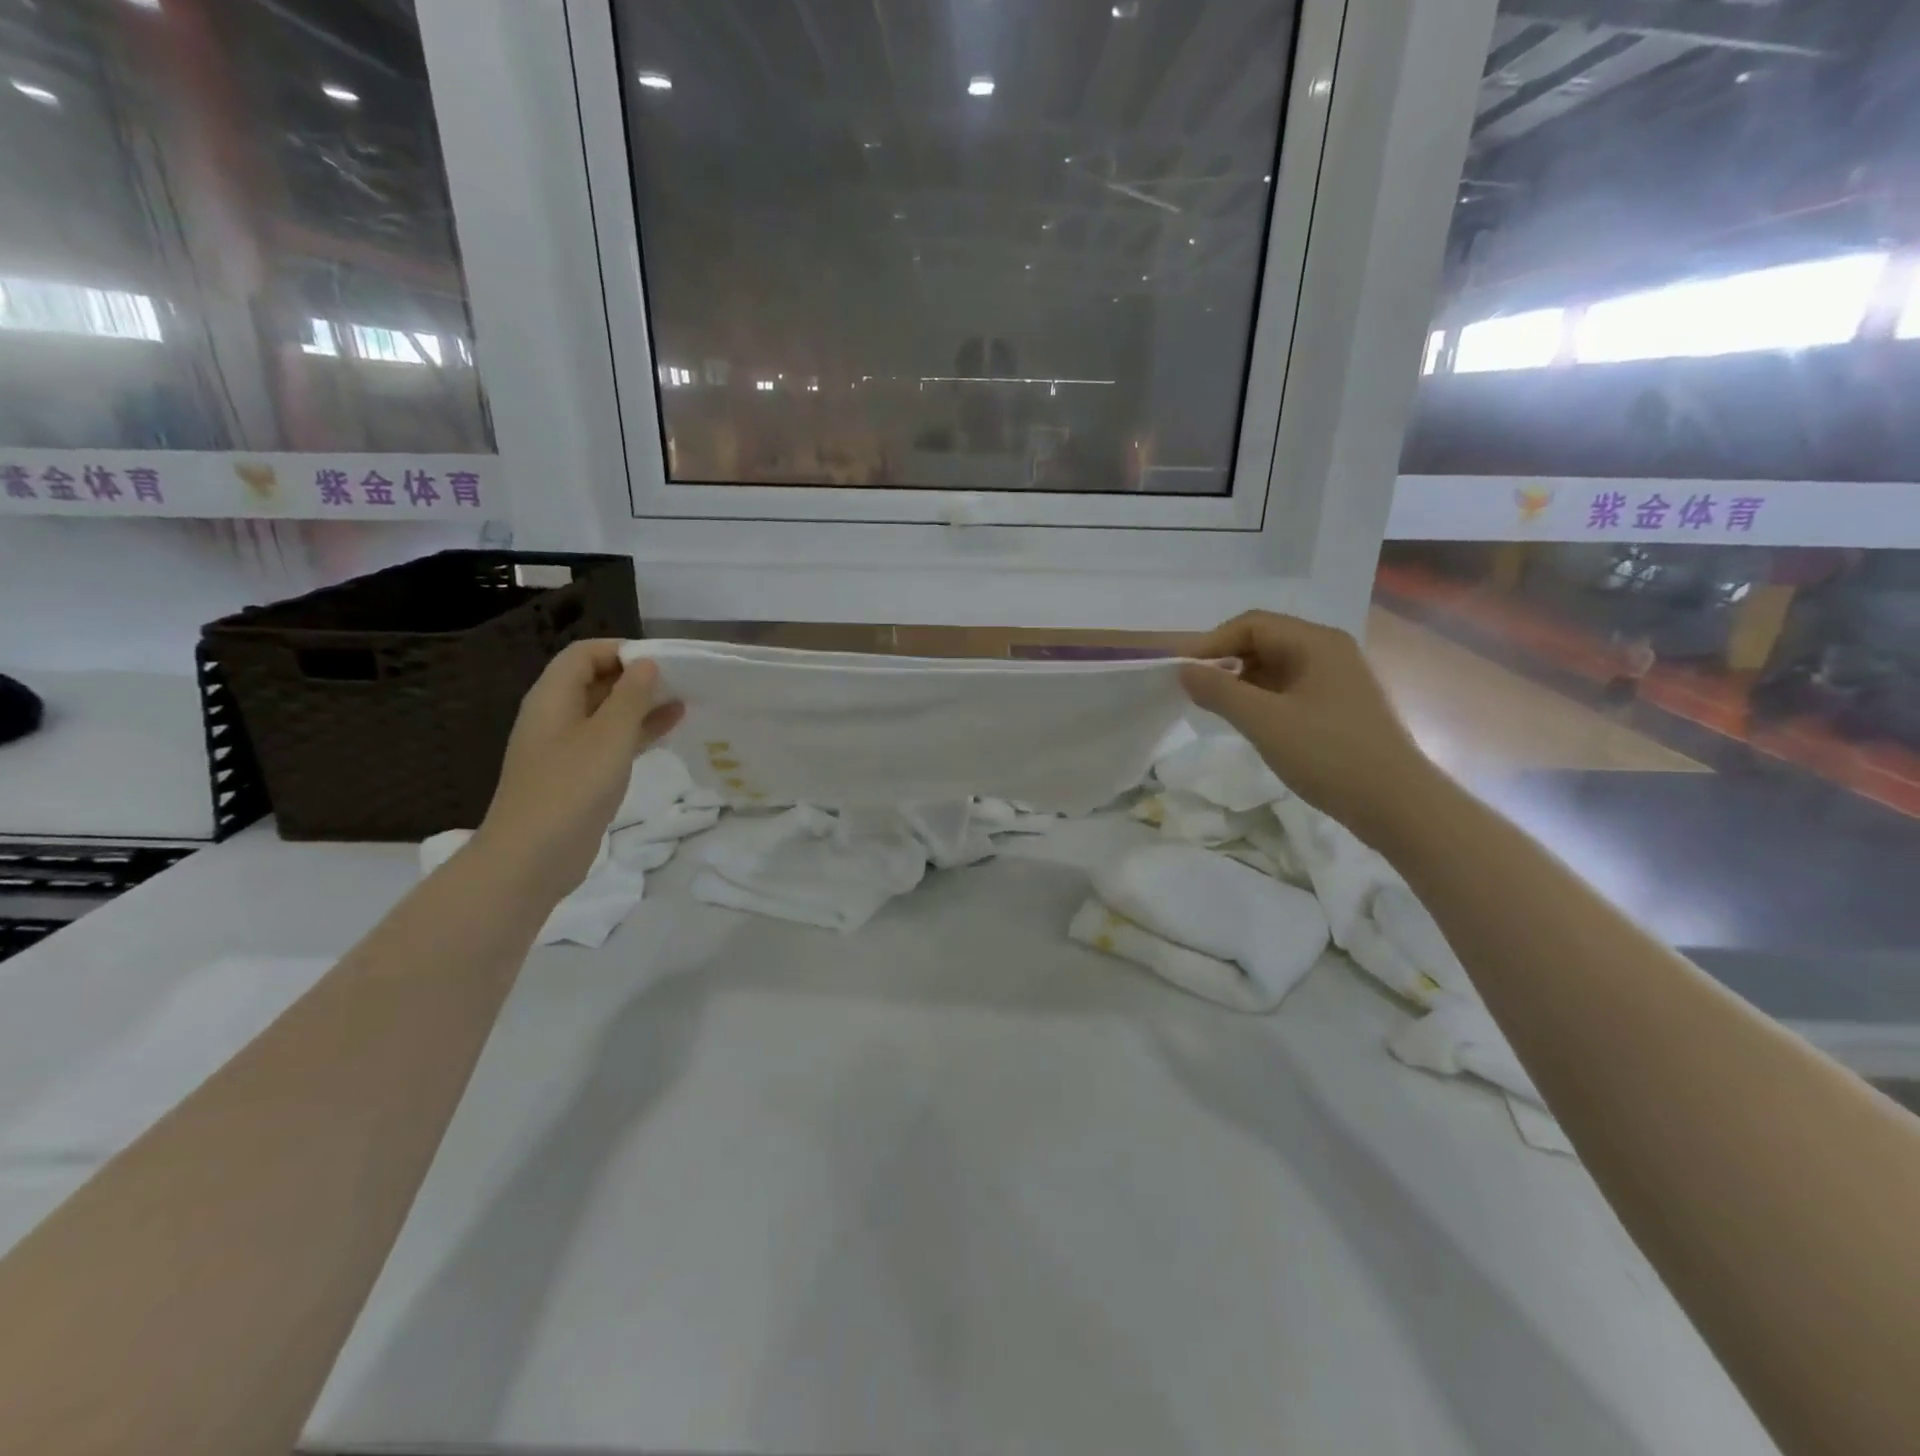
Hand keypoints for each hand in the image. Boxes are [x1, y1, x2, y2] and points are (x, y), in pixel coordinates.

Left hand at [473, 640, 683, 903]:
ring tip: (683, 702)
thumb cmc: (571, 788)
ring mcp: (565, 747)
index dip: (621, 651)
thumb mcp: (609, 736)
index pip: (584, 654)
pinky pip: (609, 741)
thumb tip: (646, 664)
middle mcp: (555, 716)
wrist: (532, 857)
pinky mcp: (577, 775)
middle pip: (595, 681)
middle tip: (680, 682)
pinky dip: (636, 733)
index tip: (662, 662)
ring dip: (641, 705)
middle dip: (636, 677)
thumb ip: (631, 696)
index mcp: (552, 698)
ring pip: (606, 713)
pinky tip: (667, 732)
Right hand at [1180, 611, 1435, 846]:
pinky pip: (1289, 689)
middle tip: (1196, 692)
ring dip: (1242, 682)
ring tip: (1218, 710)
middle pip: (1264, 641)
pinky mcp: (1338, 706)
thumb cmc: (1328, 754)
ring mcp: (1337, 679)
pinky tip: (1250, 723)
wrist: (1396, 804)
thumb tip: (1183, 670)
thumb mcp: (1264, 721)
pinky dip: (1262, 699)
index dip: (1211, 643)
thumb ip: (1219, 691)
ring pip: (1275, 667)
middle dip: (1225, 662)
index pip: (1251, 624)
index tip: (1181, 672)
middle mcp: (1329, 651)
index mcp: (1316, 642)